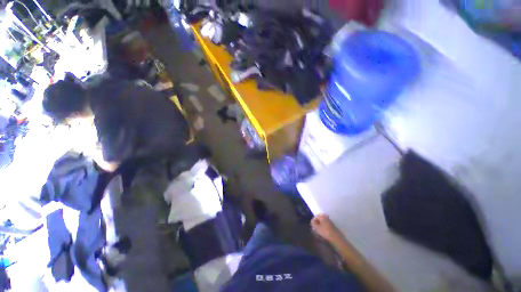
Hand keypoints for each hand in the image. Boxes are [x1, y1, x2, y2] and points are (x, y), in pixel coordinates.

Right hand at [311, 214, 339, 241]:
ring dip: (320, 225)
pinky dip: (324, 228)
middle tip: (315, 228)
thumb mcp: (317, 228)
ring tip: (318, 231)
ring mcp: (330, 222)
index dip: (313, 221)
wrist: (337, 239)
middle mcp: (327, 217)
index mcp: (322, 216)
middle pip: (320, 219)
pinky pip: (326, 225)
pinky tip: (323, 232)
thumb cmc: (325, 232)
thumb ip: (313, 223)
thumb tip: (312, 221)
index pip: (315, 216)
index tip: (312, 226)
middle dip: (317, 223)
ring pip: (323, 222)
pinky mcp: (333, 227)